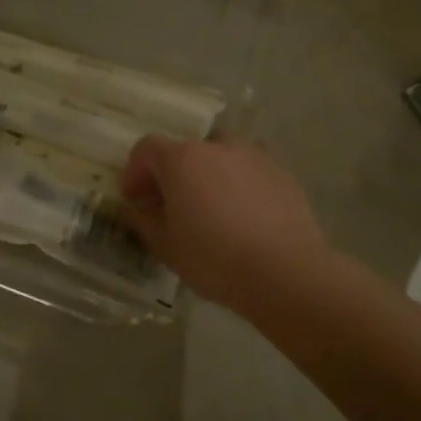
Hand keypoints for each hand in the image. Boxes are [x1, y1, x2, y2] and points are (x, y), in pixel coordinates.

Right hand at [119, 136, 327, 318]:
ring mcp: (255, 156)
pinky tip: (244, 214)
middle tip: (171, 203)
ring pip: (222, 154)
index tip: (134, 199)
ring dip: (209, 172)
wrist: (286, 273)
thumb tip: (135, 209)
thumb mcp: (165, 247)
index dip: (135, 171)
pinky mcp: (283, 174)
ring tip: (211, 204)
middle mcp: (217, 147)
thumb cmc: (214, 259)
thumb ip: (143, 221)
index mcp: (182, 160)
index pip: (147, 149)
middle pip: (186, 149)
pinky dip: (240, 182)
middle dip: (173, 172)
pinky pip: (251, 170)